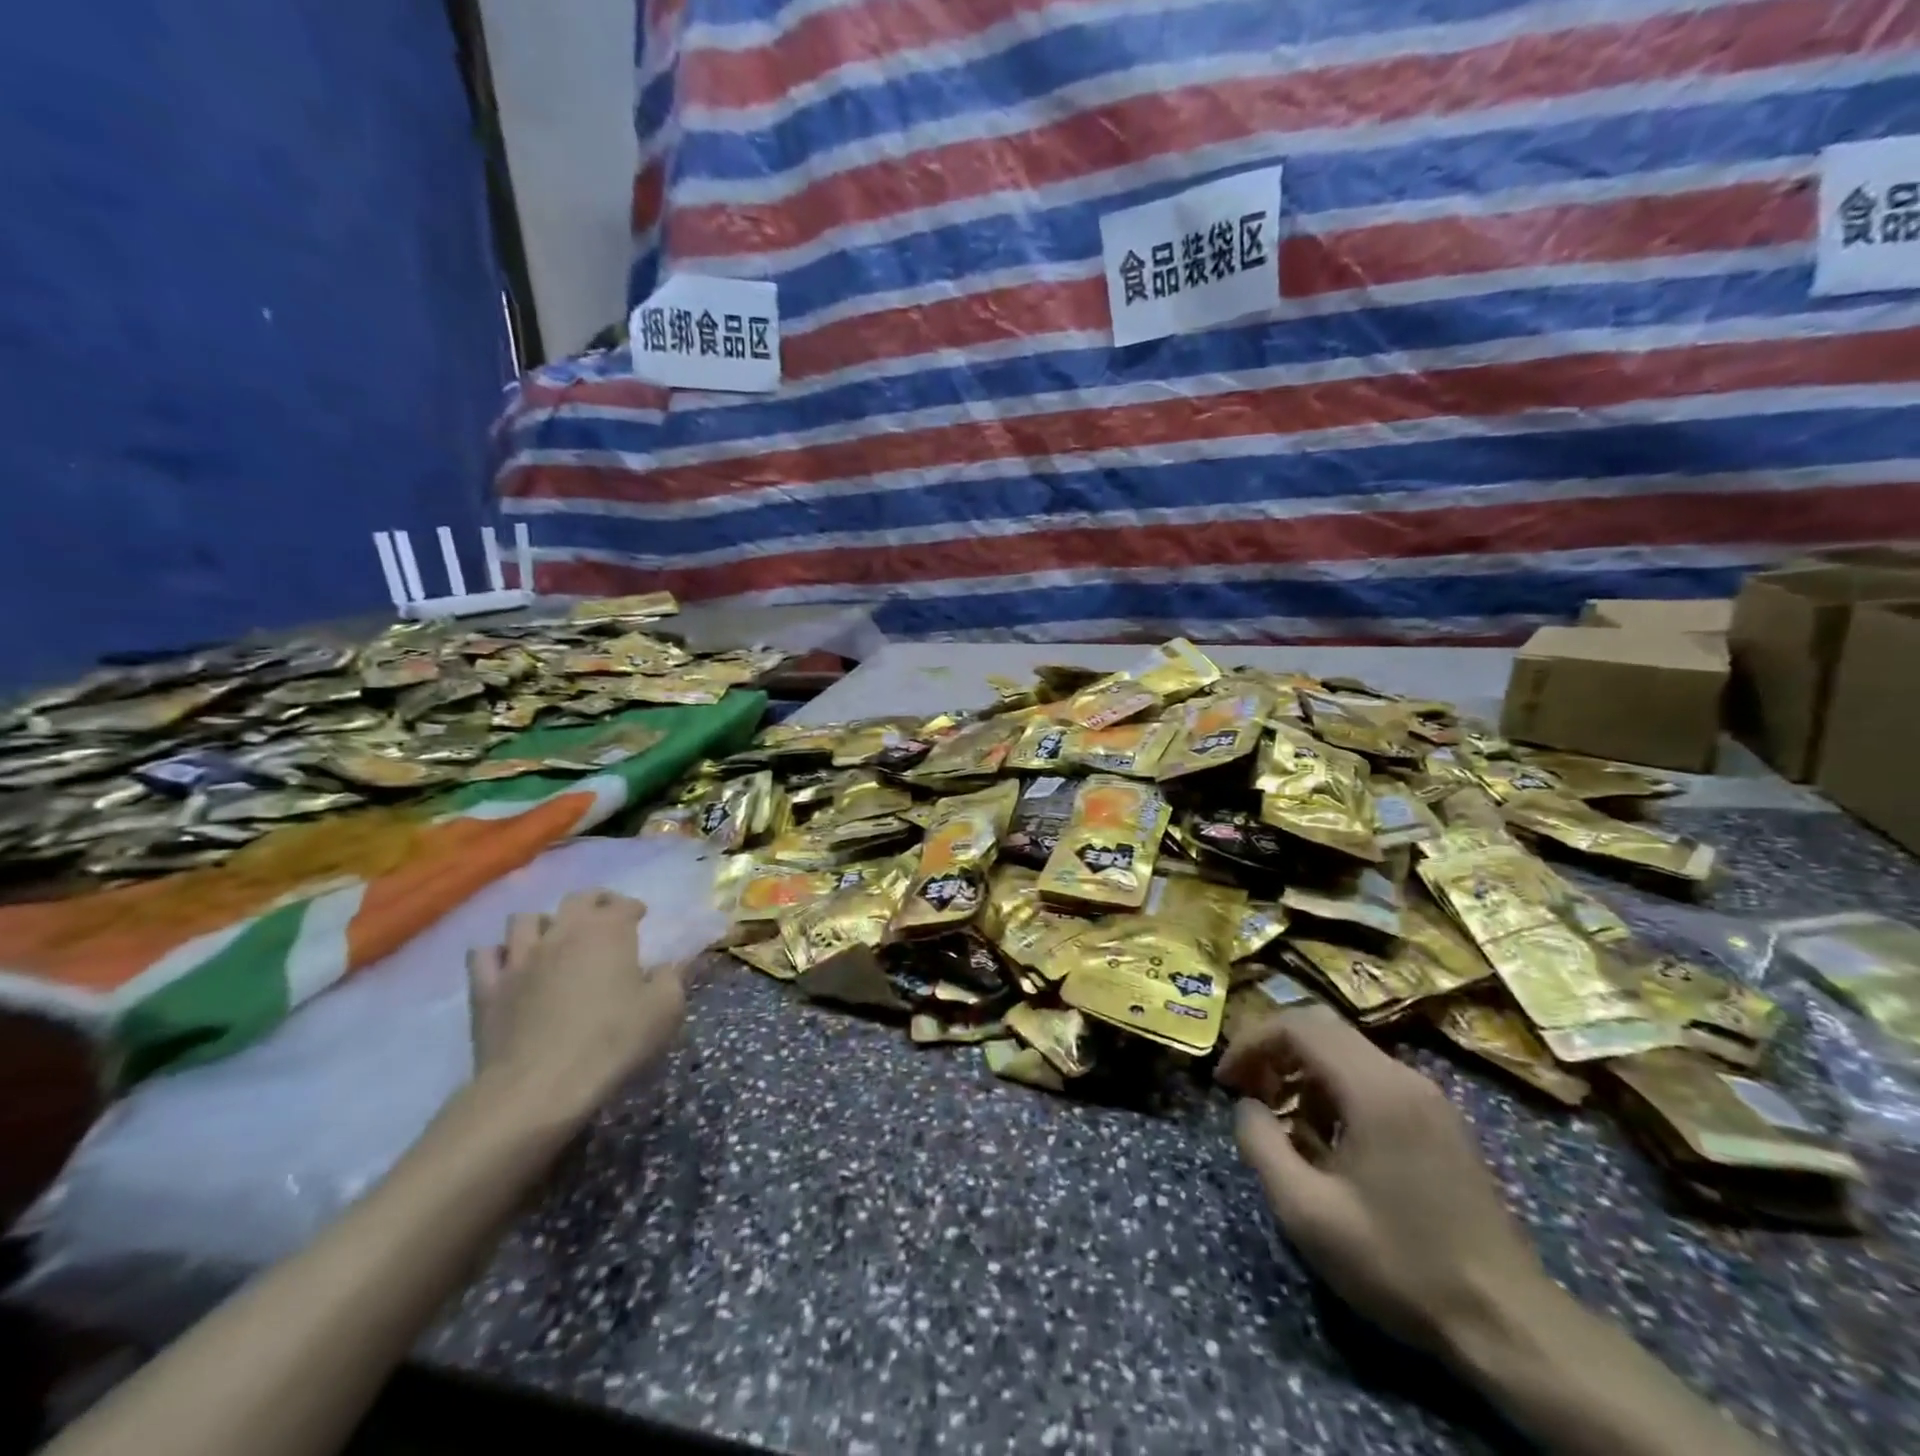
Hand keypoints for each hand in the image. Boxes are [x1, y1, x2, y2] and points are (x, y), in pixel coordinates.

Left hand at [466, 889, 683, 1125]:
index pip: (623, 904)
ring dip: (543, 923)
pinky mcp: (487, 988)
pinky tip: (508, 964)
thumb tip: (665, 967)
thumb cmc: (611, 1043)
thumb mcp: (665, 1011)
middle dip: (594, 902)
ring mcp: (519, 958)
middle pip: (577, 899)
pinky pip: (483, 955)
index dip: (634, 907)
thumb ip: (671, 979)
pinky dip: (497, 953)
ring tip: (553, 938)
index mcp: (608, 932)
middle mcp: (562, 933)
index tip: (641, 917)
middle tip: (604, 916)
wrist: (539, 1087)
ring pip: (525, 919)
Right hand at [1219, 1005, 1550, 1365]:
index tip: (1226, 1080)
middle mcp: (1403, 1076)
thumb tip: (1247, 1105)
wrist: (1509, 1324)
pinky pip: (1371, 1077)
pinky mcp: (1439, 1120)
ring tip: (1281, 1117)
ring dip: (1302, 1069)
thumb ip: (1261, 1145)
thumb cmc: (1400, 1263)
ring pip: (1346, 1051)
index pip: (1297, 1025)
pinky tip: (1325, 1138)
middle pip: (1321, 1027)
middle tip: (1247, 1089)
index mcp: (1374, 1088)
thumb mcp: (1307, 1212)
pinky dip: (1333, 1088)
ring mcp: (1427, 1096)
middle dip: (1273, 1049)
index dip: (1251, 1042)